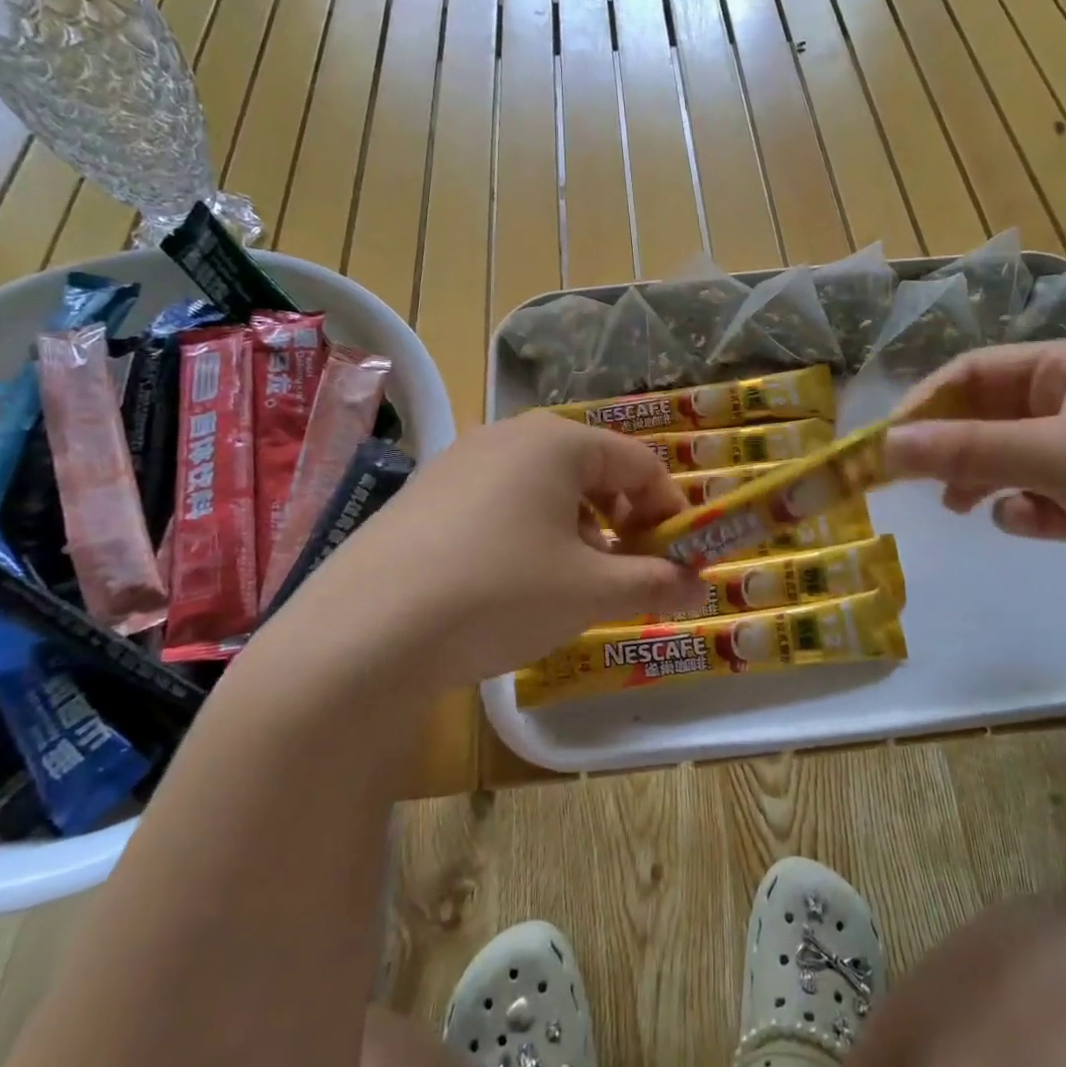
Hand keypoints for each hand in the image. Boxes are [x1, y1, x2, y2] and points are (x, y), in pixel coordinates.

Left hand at [267, 413, 706, 691]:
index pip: (640, 463)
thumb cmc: (499, 593)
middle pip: (592, 470)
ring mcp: (461, 460)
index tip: (678, 560)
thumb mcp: (589, 593)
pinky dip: (530, 532)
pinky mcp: (427, 492)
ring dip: (578, 530)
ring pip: (546, 487)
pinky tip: (514, 580)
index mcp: (558, 441)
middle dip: (623, 521)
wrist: (364, 631)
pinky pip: (501, 501)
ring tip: (574, 582)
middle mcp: (510, 435)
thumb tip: (700, 589)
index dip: (669, 511)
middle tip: (627, 573)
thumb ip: (654, 584)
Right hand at [883, 340, 1065, 608]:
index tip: (888, 441)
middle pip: (989, 417)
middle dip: (951, 446)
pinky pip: (1040, 499)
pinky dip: (1024, 511)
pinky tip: (1027, 524)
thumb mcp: (1057, 453)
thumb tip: (883, 446)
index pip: (977, 372)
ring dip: (980, 479)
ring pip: (1009, 459)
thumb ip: (967, 450)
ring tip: (958, 505)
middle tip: (912, 478)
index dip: (928, 402)